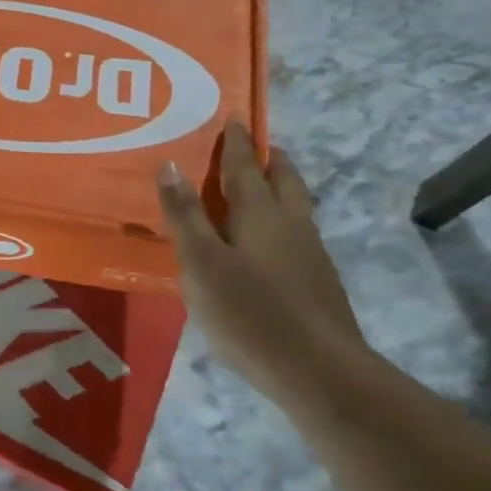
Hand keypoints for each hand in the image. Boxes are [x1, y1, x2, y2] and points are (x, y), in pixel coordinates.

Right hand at [156, 121, 366, 402]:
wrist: (320, 373)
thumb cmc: (250, 312)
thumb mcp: (201, 263)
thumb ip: (185, 215)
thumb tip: (170, 164)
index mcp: (260, 212)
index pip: (245, 165)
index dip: (236, 141)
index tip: (233, 117)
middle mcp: (291, 223)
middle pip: (284, 178)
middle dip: (269, 158)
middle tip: (253, 147)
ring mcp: (311, 253)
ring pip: (297, 205)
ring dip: (280, 187)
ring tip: (260, 187)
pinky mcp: (319, 282)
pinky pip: (298, 232)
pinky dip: (282, 220)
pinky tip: (269, 242)